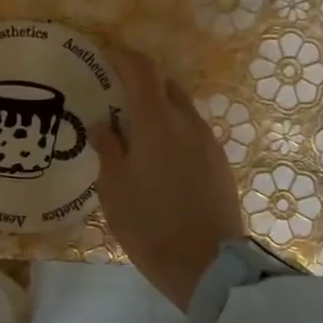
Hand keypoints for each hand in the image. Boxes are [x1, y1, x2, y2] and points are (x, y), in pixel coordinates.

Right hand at [87, 48, 244, 312]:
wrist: (208, 266)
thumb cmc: (150, 224)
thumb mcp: (114, 188)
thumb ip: (107, 149)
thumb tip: (102, 125)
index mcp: (157, 123)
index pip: (142, 72)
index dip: (124, 58)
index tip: (105, 55)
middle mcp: (187, 124)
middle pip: (166, 86)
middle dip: (141, 82)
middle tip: (114, 95)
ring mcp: (208, 144)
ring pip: (181, 110)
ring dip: (158, 109)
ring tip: (133, 130)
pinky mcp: (219, 164)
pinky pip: (192, 133)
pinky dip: (172, 131)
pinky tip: (157, 156)